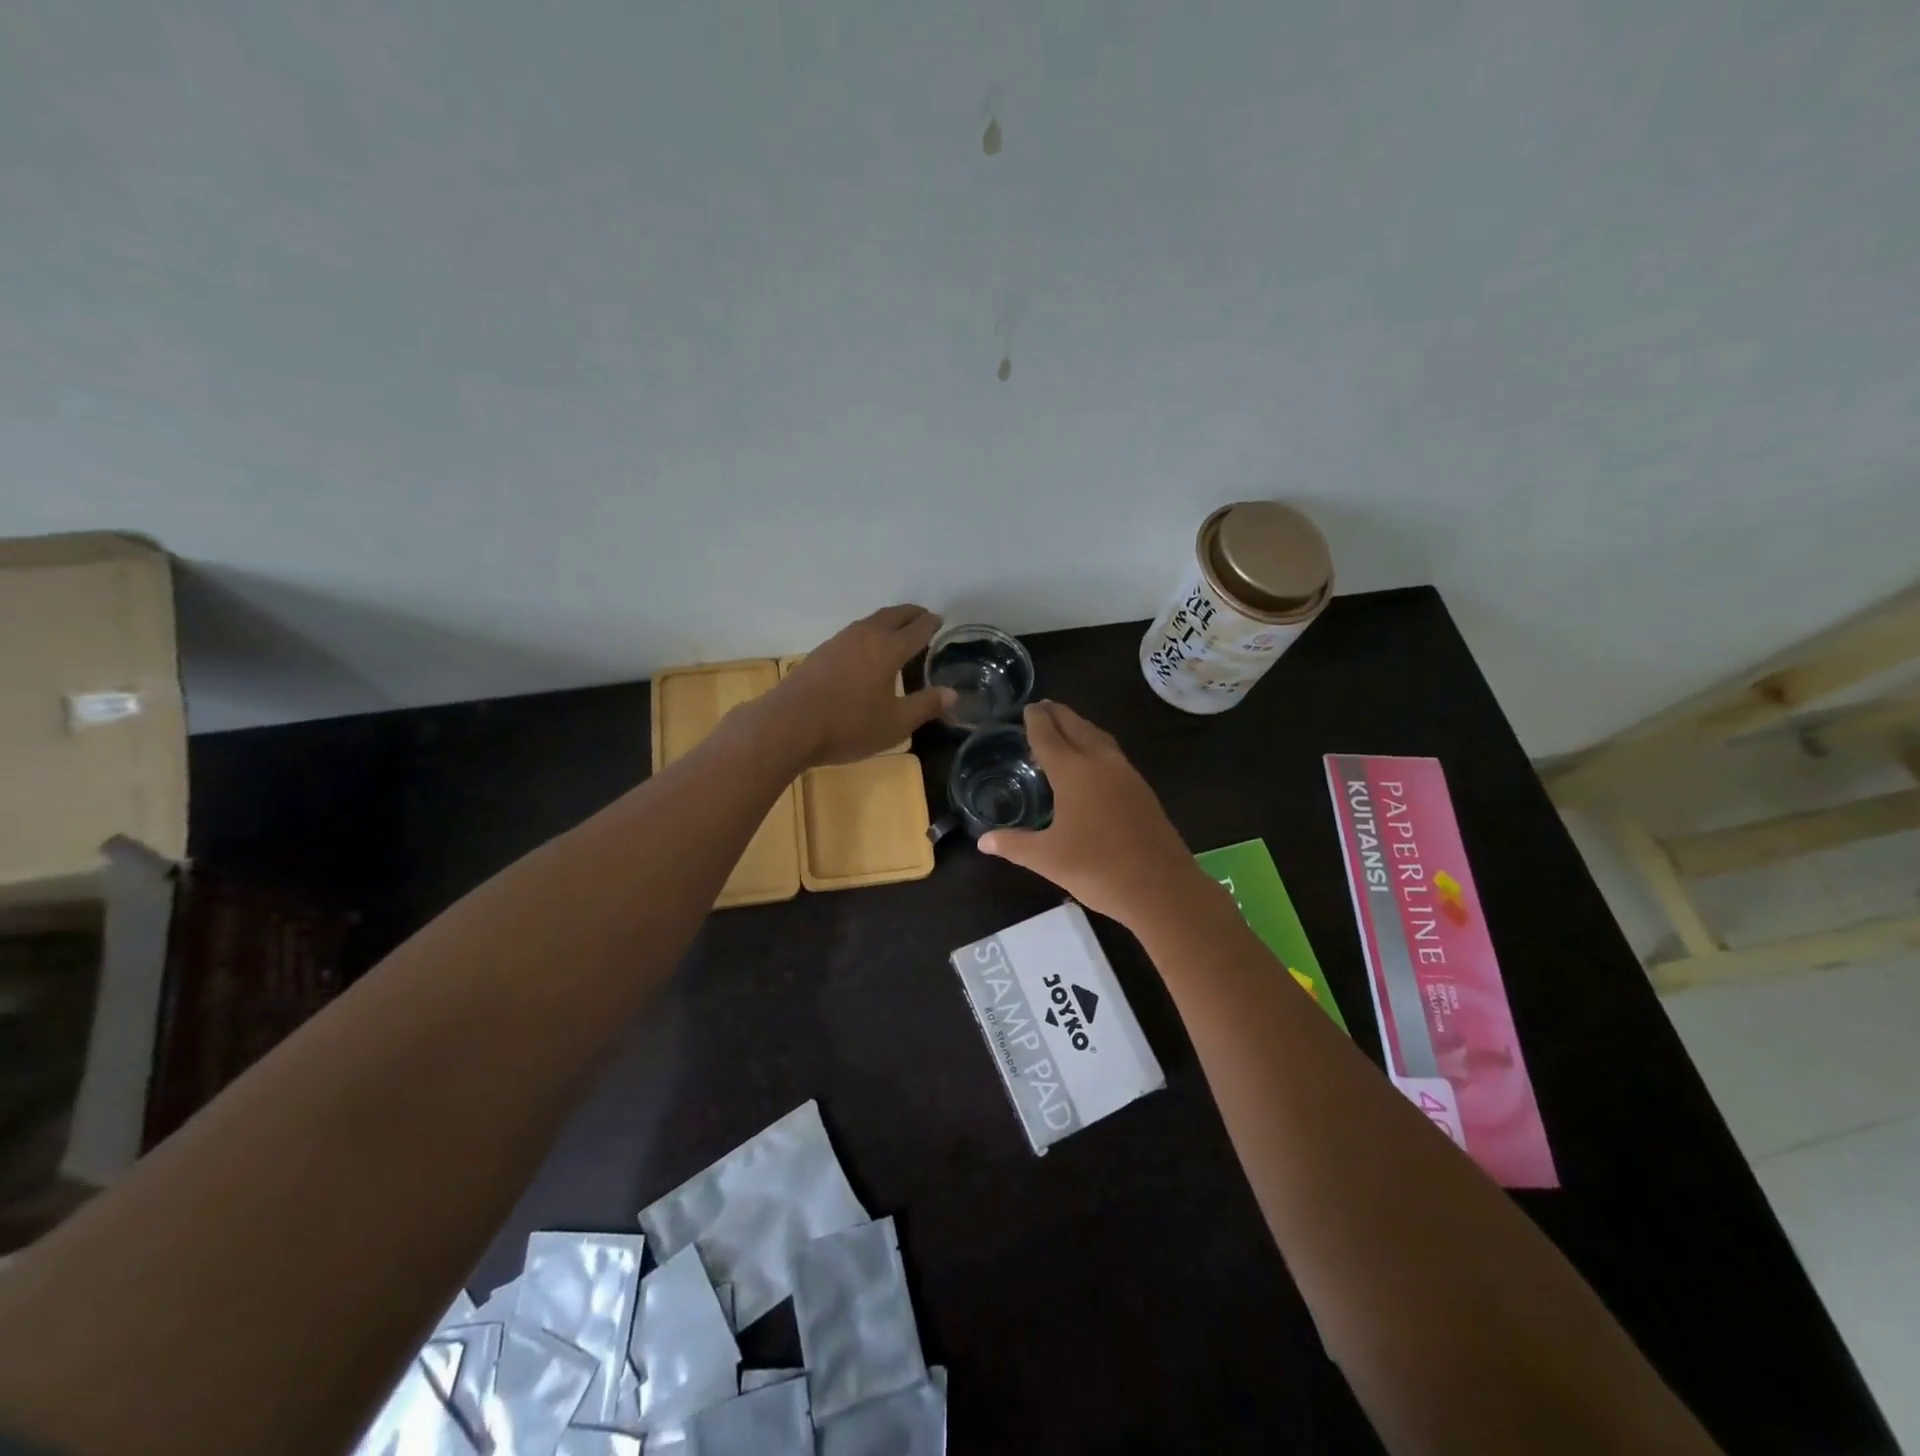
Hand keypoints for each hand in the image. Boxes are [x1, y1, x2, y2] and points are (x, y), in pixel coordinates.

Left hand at [765, 605, 954, 766]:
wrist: (788, 725)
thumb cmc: (848, 725)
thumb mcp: (895, 723)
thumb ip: (926, 706)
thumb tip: (953, 694)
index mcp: (888, 649)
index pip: (917, 629)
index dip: (931, 624)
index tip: (941, 621)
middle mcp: (865, 636)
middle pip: (893, 615)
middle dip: (911, 614)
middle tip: (923, 617)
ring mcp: (839, 642)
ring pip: (870, 621)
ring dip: (888, 621)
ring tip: (897, 630)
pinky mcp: (820, 653)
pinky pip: (854, 633)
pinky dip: (869, 632)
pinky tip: (866, 649)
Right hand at [979, 701, 1213, 926]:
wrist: (1161, 887)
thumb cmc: (1097, 868)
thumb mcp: (1046, 858)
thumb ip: (1013, 844)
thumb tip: (983, 841)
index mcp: (1073, 771)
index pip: (1048, 735)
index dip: (1036, 720)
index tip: (1028, 706)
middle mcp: (1100, 763)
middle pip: (1076, 726)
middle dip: (1058, 714)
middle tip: (1043, 707)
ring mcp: (1126, 774)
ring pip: (1099, 737)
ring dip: (1080, 726)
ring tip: (1065, 726)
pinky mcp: (1142, 789)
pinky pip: (1113, 753)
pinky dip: (1096, 744)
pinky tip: (1092, 760)